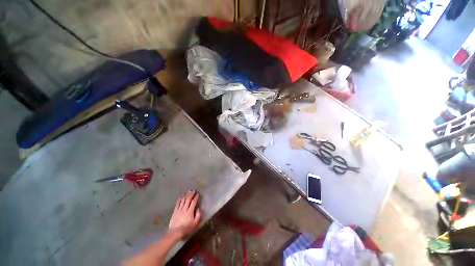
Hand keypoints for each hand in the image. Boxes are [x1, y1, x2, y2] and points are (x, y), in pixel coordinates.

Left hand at [168, 190, 200, 238]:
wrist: (175, 233)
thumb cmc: (186, 228)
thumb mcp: (195, 223)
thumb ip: (198, 215)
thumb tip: (199, 208)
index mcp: (190, 211)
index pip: (193, 202)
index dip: (196, 197)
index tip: (198, 194)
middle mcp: (184, 209)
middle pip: (188, 199)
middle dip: (191, 194)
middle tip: (194, 190)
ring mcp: (179, 210)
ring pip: (183, 200)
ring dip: (186, 195)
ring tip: (188, 192)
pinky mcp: (175, 211)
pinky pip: (177, 204)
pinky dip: (180, 199)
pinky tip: (181, 197)